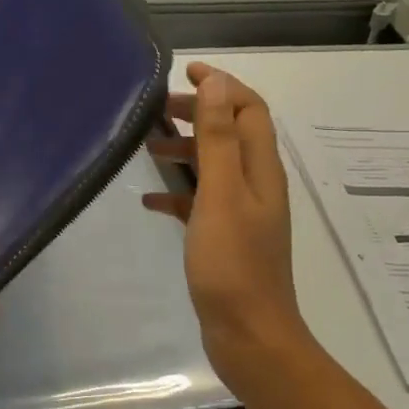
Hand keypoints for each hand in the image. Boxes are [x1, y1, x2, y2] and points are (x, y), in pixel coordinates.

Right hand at [145, 64, 316, 397]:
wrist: (249, 335)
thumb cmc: (232, 263)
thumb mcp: (221, 193)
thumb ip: (218, 138)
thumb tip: (217, 83)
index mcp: (261, 169)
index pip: (248, 109)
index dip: (221, 86)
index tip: (185, 72)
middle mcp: (256, 185)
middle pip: (231, 134)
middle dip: (198, 114)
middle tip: (155, 110)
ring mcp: (242, 213)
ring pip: (214, 166)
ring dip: (185, 150)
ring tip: (147, 147)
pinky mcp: (225, 239)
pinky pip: (201, 202)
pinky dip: (178, 192)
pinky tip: (149, 200)